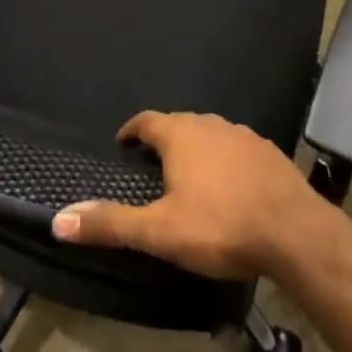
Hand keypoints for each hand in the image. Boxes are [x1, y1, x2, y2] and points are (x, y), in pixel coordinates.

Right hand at [50, 111, 334, 279]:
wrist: (292, 229)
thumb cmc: (219, 225)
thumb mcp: (160, 231)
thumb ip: (112, 224)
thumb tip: (59, 219)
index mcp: (180, 134)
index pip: (147, 120)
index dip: (133, 130)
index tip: (123, 143)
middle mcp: (209, 123)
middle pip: (179, 124)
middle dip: (164, 140)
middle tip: (153, 164)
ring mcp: (241, 133)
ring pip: (209, 133)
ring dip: (196, 148)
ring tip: (189, 174)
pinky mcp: (266, 150)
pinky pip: (236, 148)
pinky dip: (225, 159)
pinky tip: (229, 184)